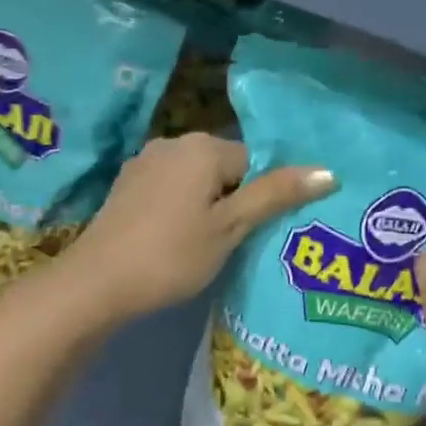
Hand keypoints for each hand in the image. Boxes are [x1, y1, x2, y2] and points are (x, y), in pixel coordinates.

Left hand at [58, 134, 334, 324]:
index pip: (254, 160)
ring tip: (211, 246)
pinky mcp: (126, 186)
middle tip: (240, 242)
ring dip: (208, 205)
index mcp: (202, 147)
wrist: (98, 282)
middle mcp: (172, 143)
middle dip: (235, 199)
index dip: (263, 196)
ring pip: (195, 180)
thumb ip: (275, 196)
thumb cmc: (172, 255)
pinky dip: (180, 209)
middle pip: (224, 167)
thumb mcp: (230, 228)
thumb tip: (328, 170)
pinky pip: (169, 190)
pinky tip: (177, 240)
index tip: (261, 232)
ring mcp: (143, 163)